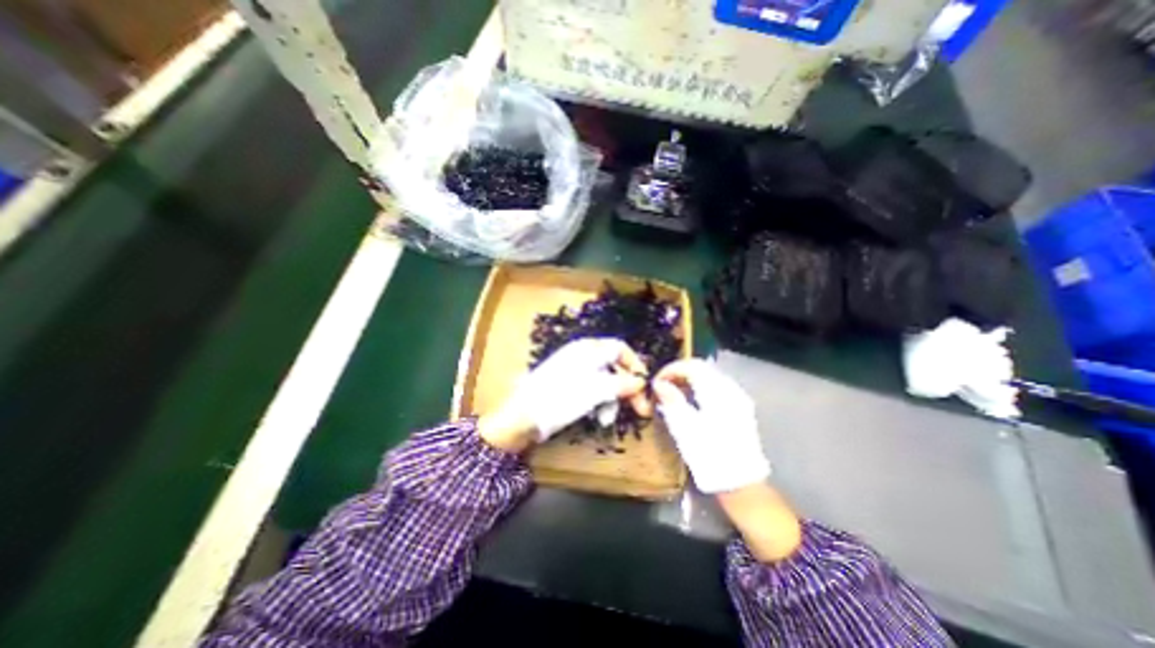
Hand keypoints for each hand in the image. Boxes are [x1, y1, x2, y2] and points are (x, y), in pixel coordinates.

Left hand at [478, 336, 647, 453]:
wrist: (522, 418)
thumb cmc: (559, 398)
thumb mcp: (594, 391)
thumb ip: (621, 384)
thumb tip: (641, 380)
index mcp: (588, 349)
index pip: (620, 349)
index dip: (635, 366)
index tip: (645, 386)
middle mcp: (583, 356)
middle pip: (615, 366)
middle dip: (628, 388)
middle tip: (641, 410)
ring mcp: (575, 372)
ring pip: (605, 382)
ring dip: (613, 400)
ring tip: (608, 419)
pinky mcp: (570, 388)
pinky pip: (593, 391)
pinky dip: (599, 404)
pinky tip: (598, 418)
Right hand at [654, 359, 799, 562]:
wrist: (741, 484)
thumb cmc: (710, 456)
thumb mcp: (685, 428)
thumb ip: (671, 401)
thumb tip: (659, 383)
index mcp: (717, 392)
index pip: (692, 366)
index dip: (671, 370)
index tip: (655, 382)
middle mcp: (730, 389)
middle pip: (701, 368)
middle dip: (679, 373)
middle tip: (661, 386)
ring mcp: (737, 398)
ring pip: (708, 376)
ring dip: (688, 380)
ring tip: (671, 394)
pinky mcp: (738, 408)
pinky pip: (715, 387)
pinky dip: (698, 388)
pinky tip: (688, 402)